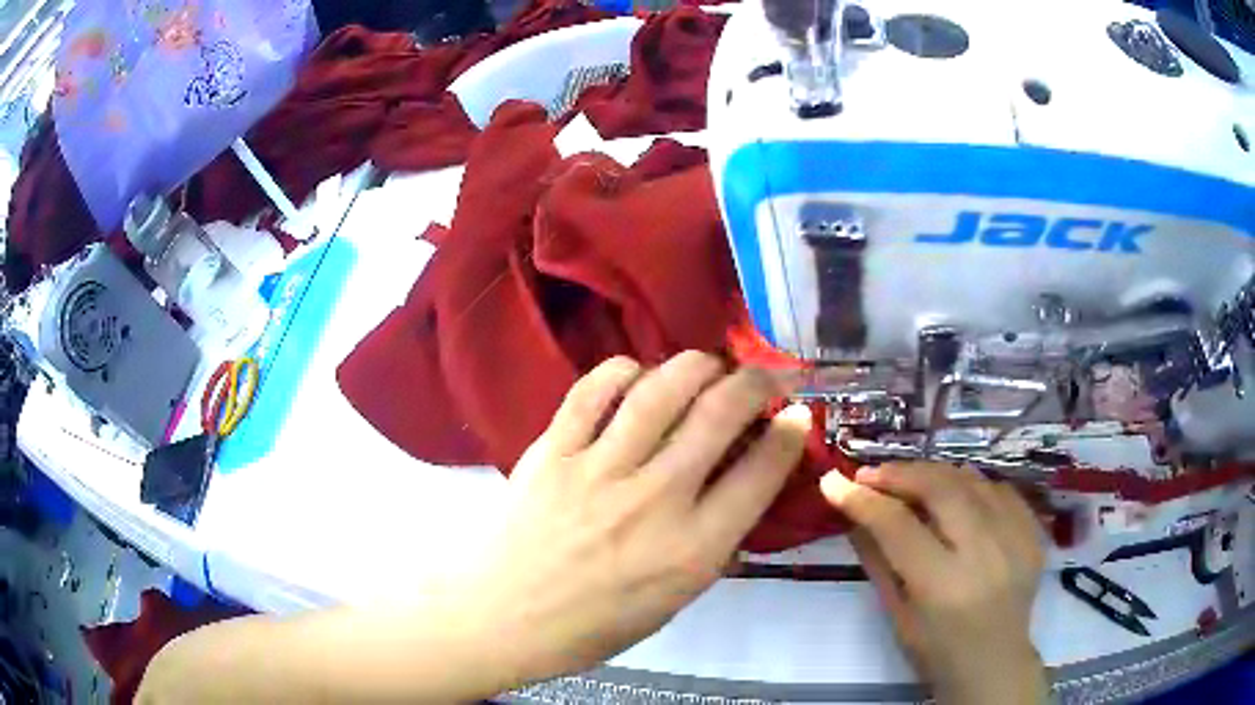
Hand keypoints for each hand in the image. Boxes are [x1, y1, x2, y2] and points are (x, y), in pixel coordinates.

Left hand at [461, 352, 810, 684]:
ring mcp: (598, 470)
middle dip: (757, 382)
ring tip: (710, 366)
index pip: (760, 474)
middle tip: (766, 377)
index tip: (797, 415)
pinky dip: (622, 370)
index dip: (790, 435)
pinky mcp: (552, 452)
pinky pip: (591, 392)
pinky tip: (638, 372)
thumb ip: (714, 543)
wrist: (506, 618)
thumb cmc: (596, 624)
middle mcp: (654, 500)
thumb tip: (742, 489)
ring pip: (661, 390)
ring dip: (698, 365)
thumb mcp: (676, 599)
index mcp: (692, 549)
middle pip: (719, 414)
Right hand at [821, 463, 1047, 704]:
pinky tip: (956, 494)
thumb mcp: (897, 615)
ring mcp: (1015, 538)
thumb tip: (853, 513)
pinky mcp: (1033, 532)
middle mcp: (984, 554)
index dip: (863, 500)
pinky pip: (999, 489)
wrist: (995, 663)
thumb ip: (877, 561)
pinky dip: (972, 485)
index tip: (834, 482)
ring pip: (972, 480)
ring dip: (935, 474)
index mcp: (943, 586)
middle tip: (872, 474)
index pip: (898, 526)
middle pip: (941, 489)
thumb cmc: (936, 650)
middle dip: (901, 473)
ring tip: (910, 480)